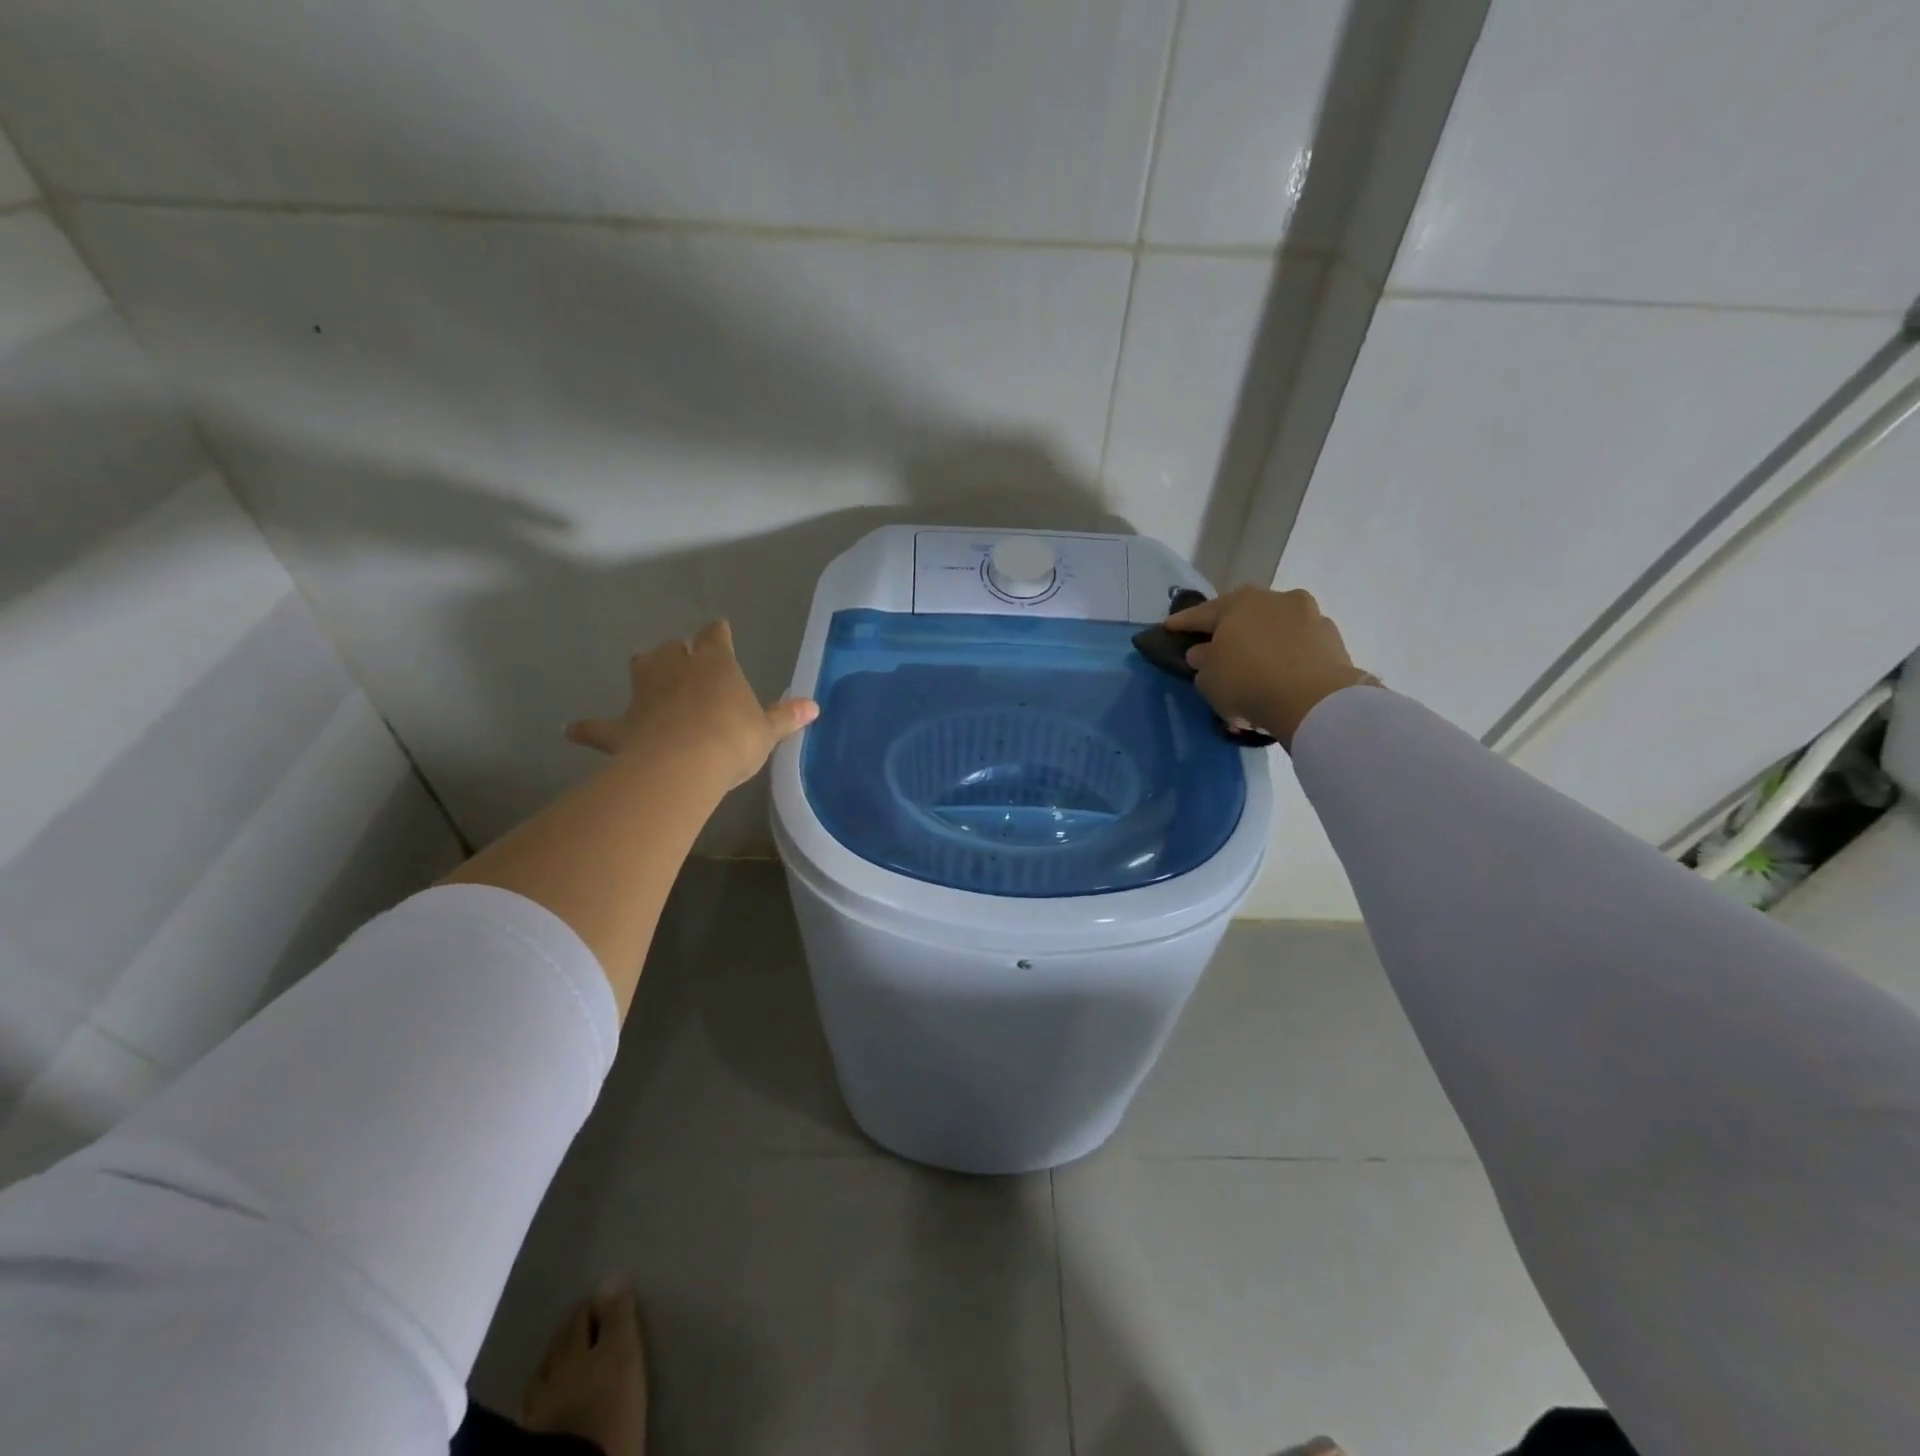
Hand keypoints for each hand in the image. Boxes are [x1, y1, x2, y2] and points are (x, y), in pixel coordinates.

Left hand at [564, 620, 818, 788]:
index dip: (718, 634)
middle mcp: (675, 669)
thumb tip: (814, 706)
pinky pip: (600, 726)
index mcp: (714, 664)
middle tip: (685, 661)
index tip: (719, 630)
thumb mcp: (767, 731)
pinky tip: (573, 730)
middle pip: (672, 649)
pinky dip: (588, 728)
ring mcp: (644, 695)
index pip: (715, 637)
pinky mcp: (622, 726)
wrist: (684, 764)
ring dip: (644, 670)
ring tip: (646, 674)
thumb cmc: (732, 739)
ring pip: (640, 670)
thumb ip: (785, 717)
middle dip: (677, 652)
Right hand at [1166, 587, 1377, 747]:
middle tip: (1216, 643)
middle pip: (1243, 613)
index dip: (1182, 623)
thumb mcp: (1208, 679)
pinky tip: (1283, 670)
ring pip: (1275, 625)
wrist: (1314, 700)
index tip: (1169, 628)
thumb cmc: (1247, 682)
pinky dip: (1288, 652)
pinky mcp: (1332, 636)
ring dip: (1263, 638)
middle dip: (1229, 627)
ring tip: (1256, 660)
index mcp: (1237, 603)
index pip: (1201, 613)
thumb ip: (1202, 661)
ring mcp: (1308, 614)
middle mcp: (1273, 598)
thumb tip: (1204, 652)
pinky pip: (1299, 643)